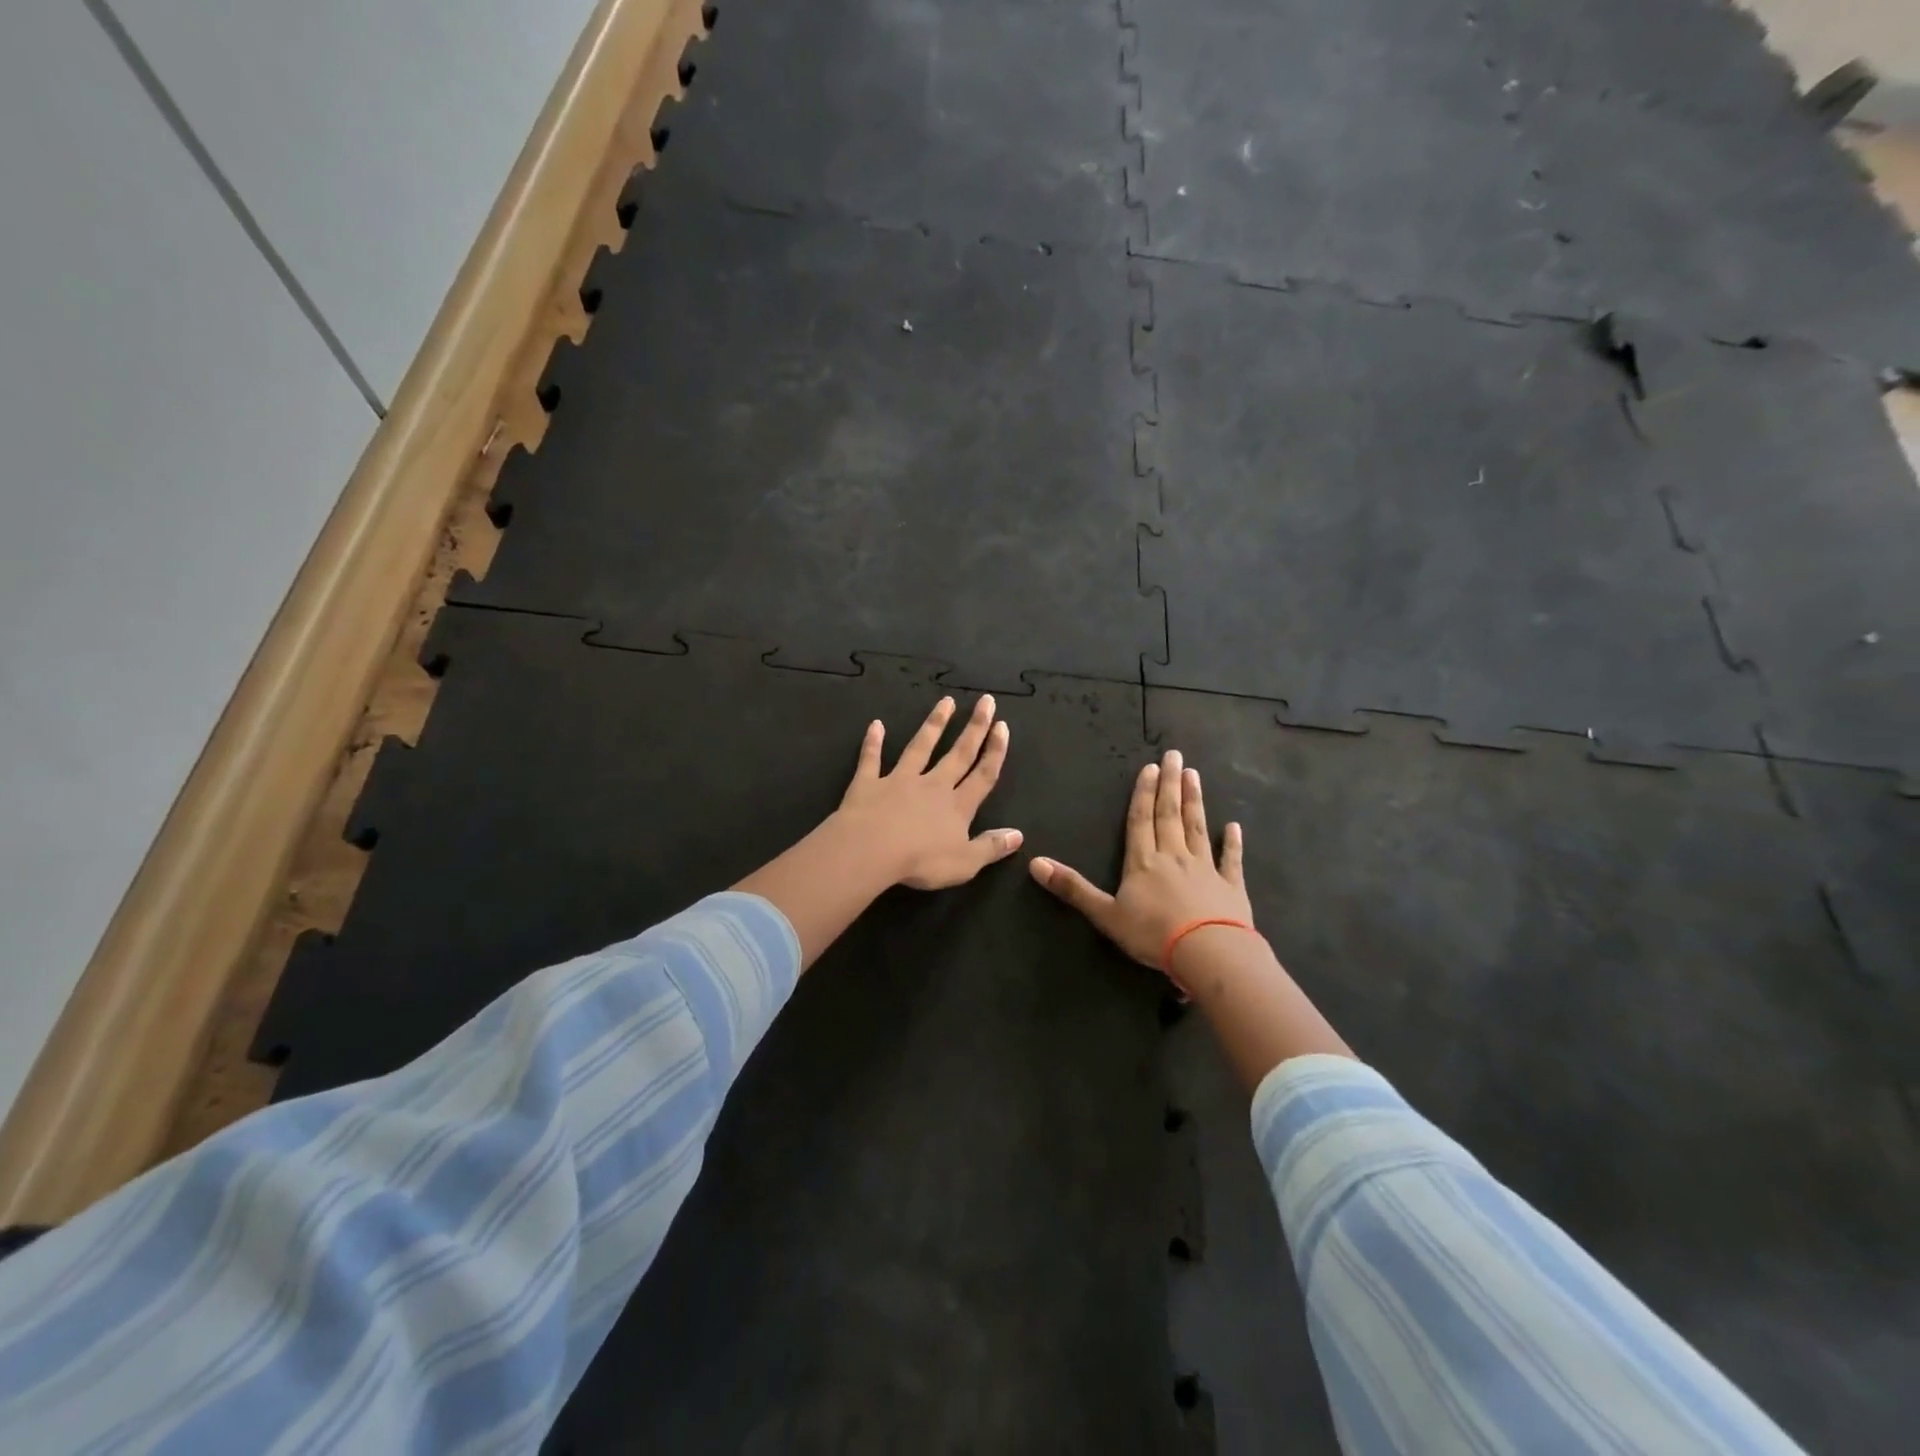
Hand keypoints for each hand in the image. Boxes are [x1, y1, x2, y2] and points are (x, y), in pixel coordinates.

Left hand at [834, 694, 1021, 889]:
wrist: (871, 850)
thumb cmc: (921, 861)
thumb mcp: (965, 863)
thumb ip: (991, 847)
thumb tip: (1018, 835)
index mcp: (957, 806)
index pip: (983, 775)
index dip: (995, 751)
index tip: (1002, 725)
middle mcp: (932, 785)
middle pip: (958, 753)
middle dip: (975, 727)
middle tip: (985, 701)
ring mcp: (900, 780)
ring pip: (921, 747)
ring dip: (934, 724)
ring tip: (945, 701)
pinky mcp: (868, 783)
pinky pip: (871, 759)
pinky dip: (873, 742)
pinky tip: (876, 724)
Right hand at [1029, 750, 1250, 971]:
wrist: (1208, 952)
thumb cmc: (1153, 933)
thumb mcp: (1105, 913)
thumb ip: (1072, 888)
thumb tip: (1034, 862)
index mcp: (1143, 862)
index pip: (1141, 820)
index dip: (1144, 793)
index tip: (1151, 767)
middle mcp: (1173, 856)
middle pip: (1170, 815)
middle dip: (1170, 785)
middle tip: (1175, 756)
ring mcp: (1205, 868)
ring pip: (1197, 828)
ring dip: (1195, 801)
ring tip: (1194, 776)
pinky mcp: (1230, 886)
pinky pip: (1230, 859)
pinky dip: (1232, 842)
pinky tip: (1233, 827)